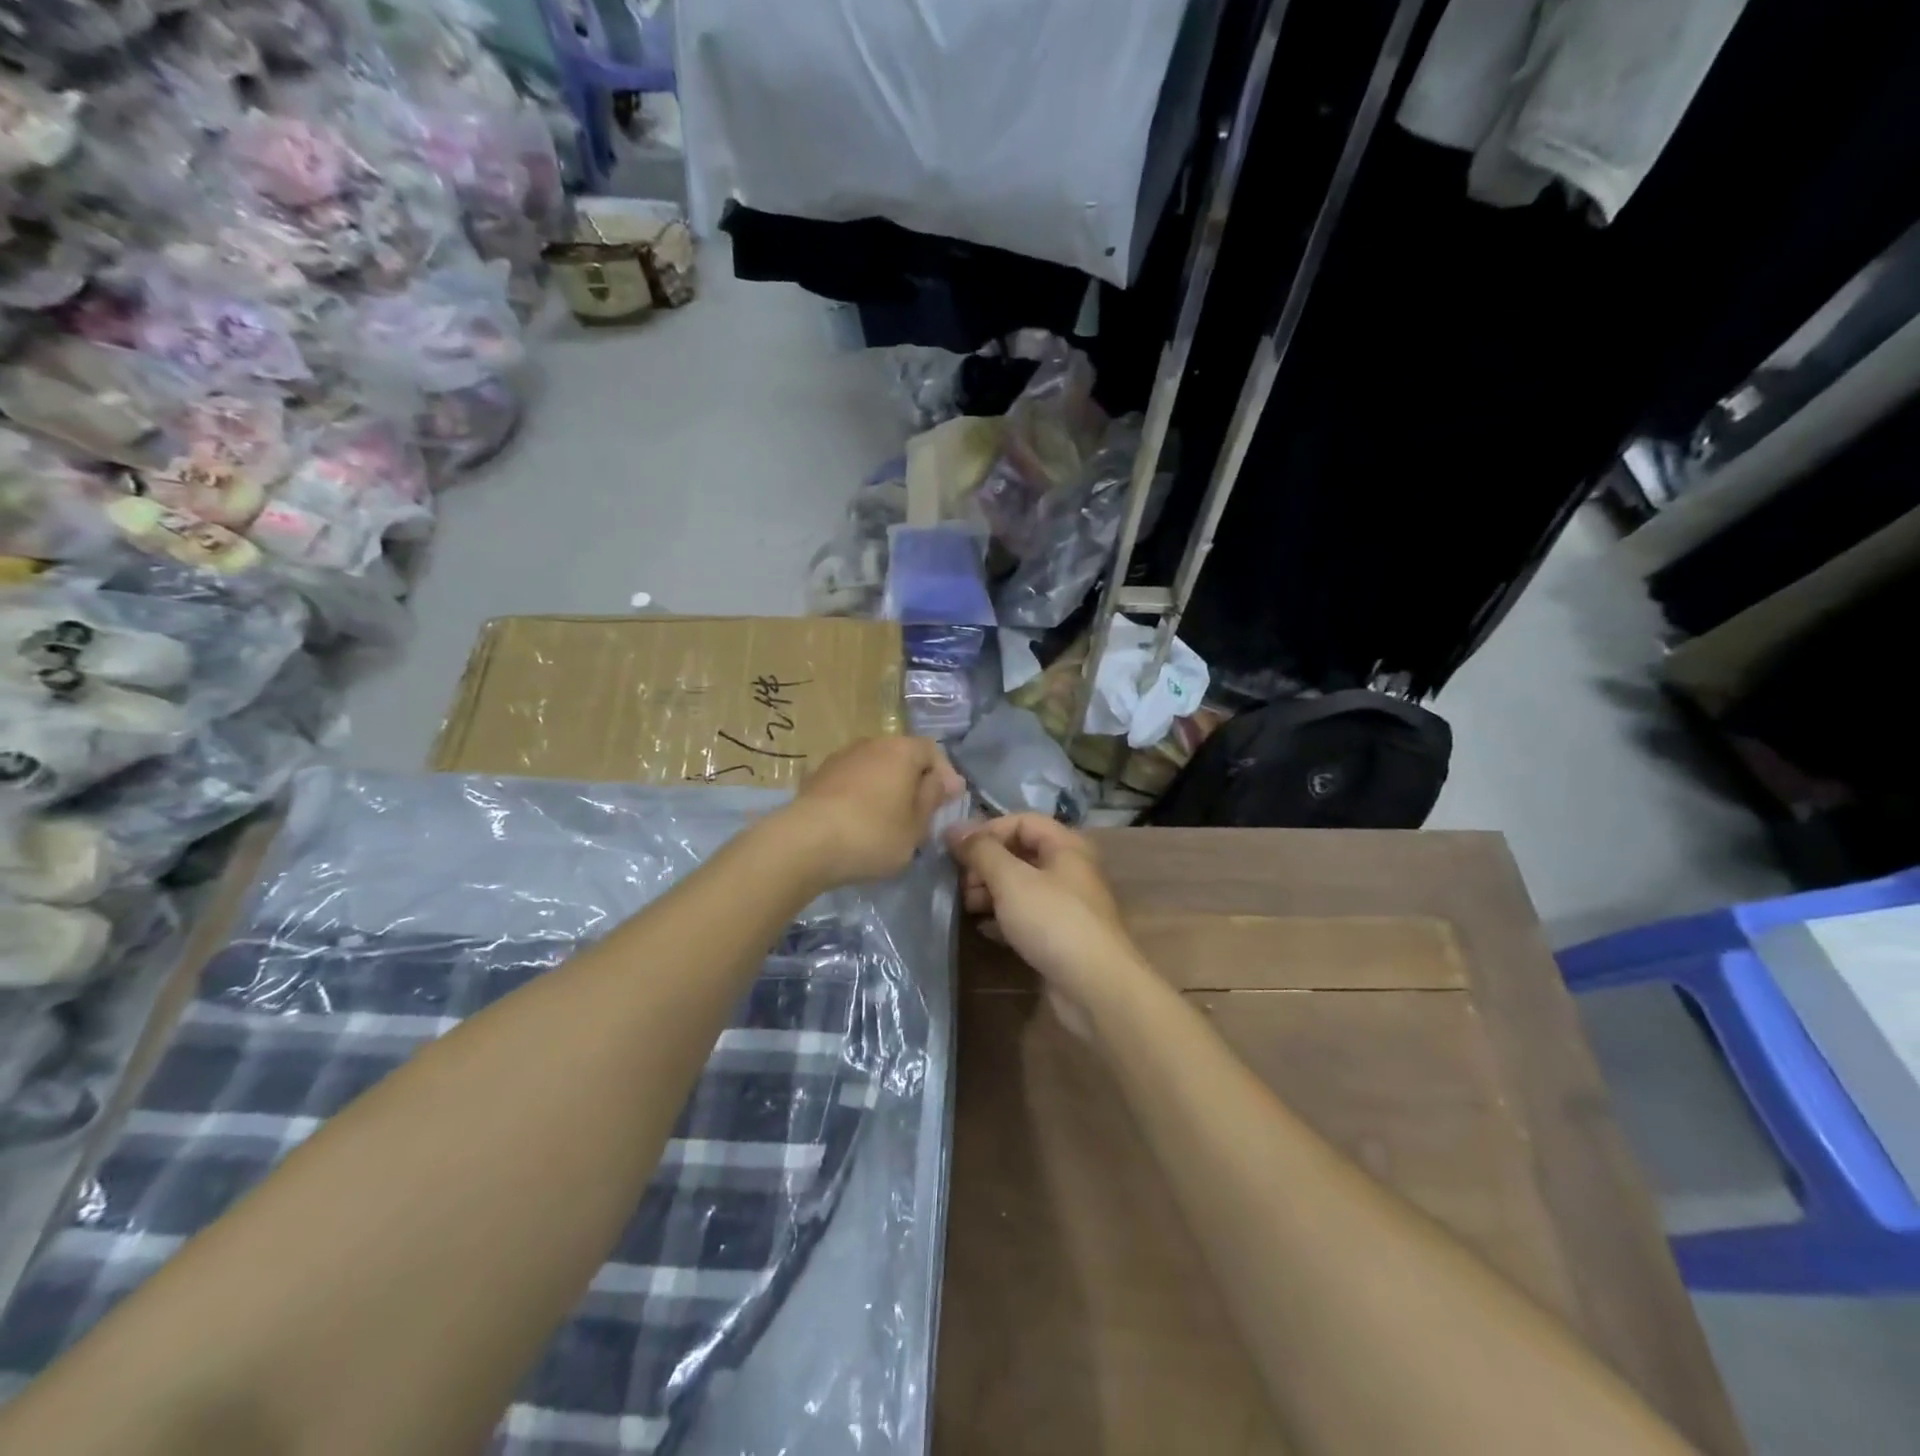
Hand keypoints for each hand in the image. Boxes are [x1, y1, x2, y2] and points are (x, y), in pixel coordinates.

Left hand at [780, 736, 962, 885]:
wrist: (804, 842)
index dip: (945, 775)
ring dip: (886, 789)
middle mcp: (871, 743)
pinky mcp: (817, 776)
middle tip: (920, 814)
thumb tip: (942, 780)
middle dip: (914, 782)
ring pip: (875, 768)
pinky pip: (851, 781)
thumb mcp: (916, 825)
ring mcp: (840, 757)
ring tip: (888, 821)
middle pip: (902, 757)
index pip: (933, 751)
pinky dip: (861, 796)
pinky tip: (859, 823)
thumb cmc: (873, 834)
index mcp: (901, 750)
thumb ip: (932, 798)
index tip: (948, 803)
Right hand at [945, 814, 1147, 1026]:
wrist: (1096, 987)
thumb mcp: (1011, 880)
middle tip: (961, 884)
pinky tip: (983, 928)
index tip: (956, 851)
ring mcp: (1066, 904)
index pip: (1021, 822)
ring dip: (990, 891)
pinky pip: (1026, 916)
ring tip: (966, 906)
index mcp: (1065, 846)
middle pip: (1020, 853)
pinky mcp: (1060, 936)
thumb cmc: (1054, 921)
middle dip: (986, 864)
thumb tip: (953, 829)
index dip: (987, 831)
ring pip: (1021, 886)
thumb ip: (981, 851)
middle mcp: (1069, 869)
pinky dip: (1003, 917)